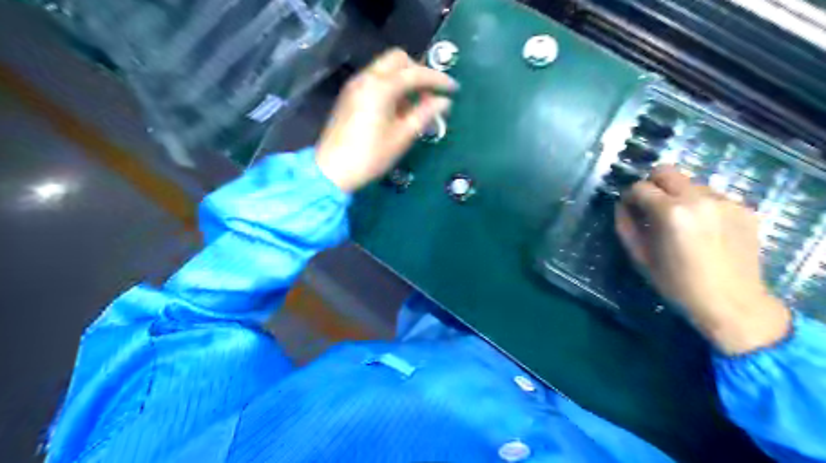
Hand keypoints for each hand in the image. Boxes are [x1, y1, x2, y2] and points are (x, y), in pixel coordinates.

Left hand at [314, 48, 458, 193]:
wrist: (332, 170)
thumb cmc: (370, 156)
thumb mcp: (402, 137)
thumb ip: (424, 115)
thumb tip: (443, 102)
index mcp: (381, 88)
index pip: (415, 73)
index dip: (437, 79)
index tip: (453, 89)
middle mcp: (366, 78)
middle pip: (398, 60)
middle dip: (419, 71)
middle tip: (432, 93)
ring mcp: (356, 85)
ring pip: (386, 68)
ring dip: (405, 78)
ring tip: (418, 103)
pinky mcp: (350, 95)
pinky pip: (376, 79)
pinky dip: (391, 85)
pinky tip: (399, 107)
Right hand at [615, 166, 789, 353]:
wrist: (732, 302)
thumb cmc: (677, 284)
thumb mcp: (641, 257)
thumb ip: (626, 226)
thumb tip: (621, 206)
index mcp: (671, 212)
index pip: (640, 187)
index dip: (629, 196)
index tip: (629, 208)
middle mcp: (699, 198)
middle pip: (666, 171)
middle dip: (652, 184)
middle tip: (650, 206)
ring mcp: (725, 201)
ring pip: (690, 183)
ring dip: (678, 195)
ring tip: (680, 221)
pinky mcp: (743, 208)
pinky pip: (712, 196)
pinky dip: (700, 205)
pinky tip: (702, 229)